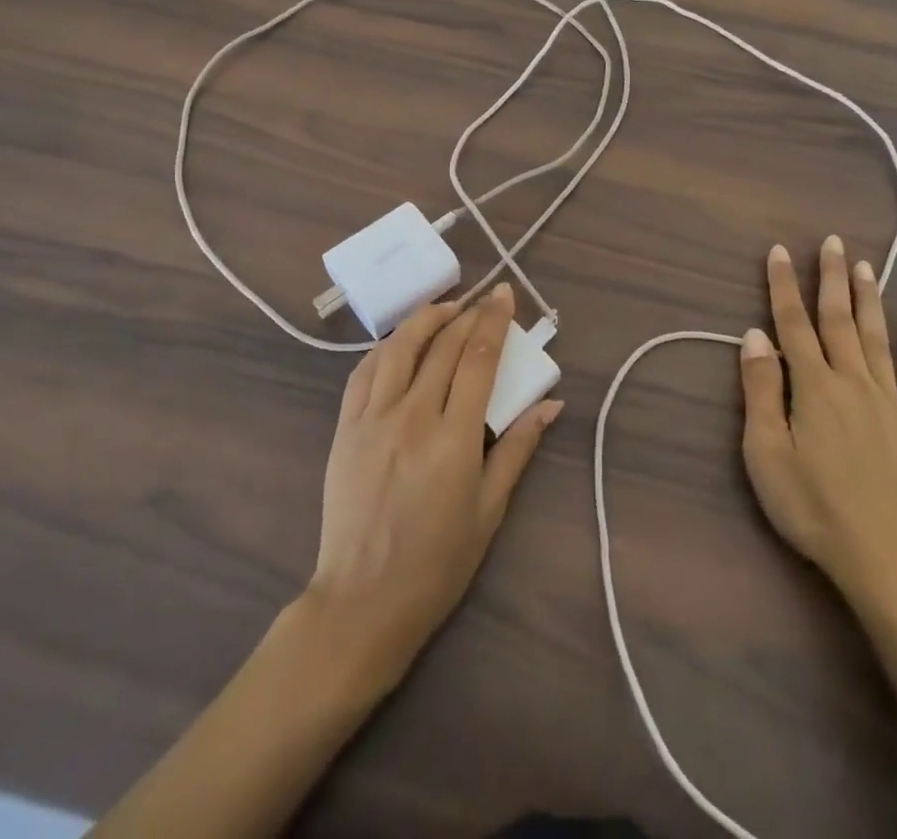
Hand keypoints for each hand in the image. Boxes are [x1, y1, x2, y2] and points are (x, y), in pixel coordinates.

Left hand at [307, 284, 563, 682]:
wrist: (362, 601)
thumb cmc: (437, 562)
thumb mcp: (489, 510)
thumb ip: (517, 449)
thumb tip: (551, 404)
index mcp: (454, 438)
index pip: (478, 359)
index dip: (494, 320)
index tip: (505, 294)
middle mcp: (413, 416)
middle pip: (443, 345)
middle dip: (468, 313)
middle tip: (485, 297)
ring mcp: (373, 419)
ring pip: (400, 347)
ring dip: (426, 318)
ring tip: (446, 308)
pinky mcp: (345, 428)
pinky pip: (363, 372)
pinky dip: (386, 347)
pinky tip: (400, 342)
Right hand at [739, 237, 896, 616]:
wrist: (886, 560)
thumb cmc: (812, 507)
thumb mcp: (765, 452)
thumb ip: (760, 389)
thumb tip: (754, 334)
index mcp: (813, 385)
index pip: (792, 323)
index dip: (784, 285)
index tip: (780, 251)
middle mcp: (853, 381)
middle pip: (839, 320)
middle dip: (832, 278)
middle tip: (833, 242)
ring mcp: (890, 403)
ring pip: (877, 339)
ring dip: (869, 301)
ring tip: (866, 268)